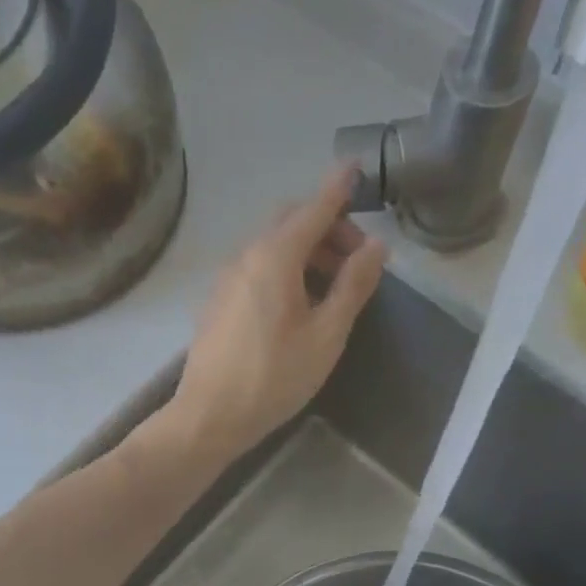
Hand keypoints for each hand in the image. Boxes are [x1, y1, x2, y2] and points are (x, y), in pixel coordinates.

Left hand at [164, 167, 387, 461]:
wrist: (209, 416)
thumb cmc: (274, 378)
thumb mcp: (326, 336)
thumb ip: (352, 286)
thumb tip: (376, 246)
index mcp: (274, 257)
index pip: (313, 208)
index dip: (338, 189)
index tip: (356, 169)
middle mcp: (245, 256)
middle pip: (290, 222)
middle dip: (326, 226)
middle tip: (355, 258)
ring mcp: (225, 279)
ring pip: (270, 246)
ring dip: (305, 250)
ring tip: (332, 285)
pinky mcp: (217, 302)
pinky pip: (255, 268)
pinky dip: (282, 268)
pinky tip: (297, 303)